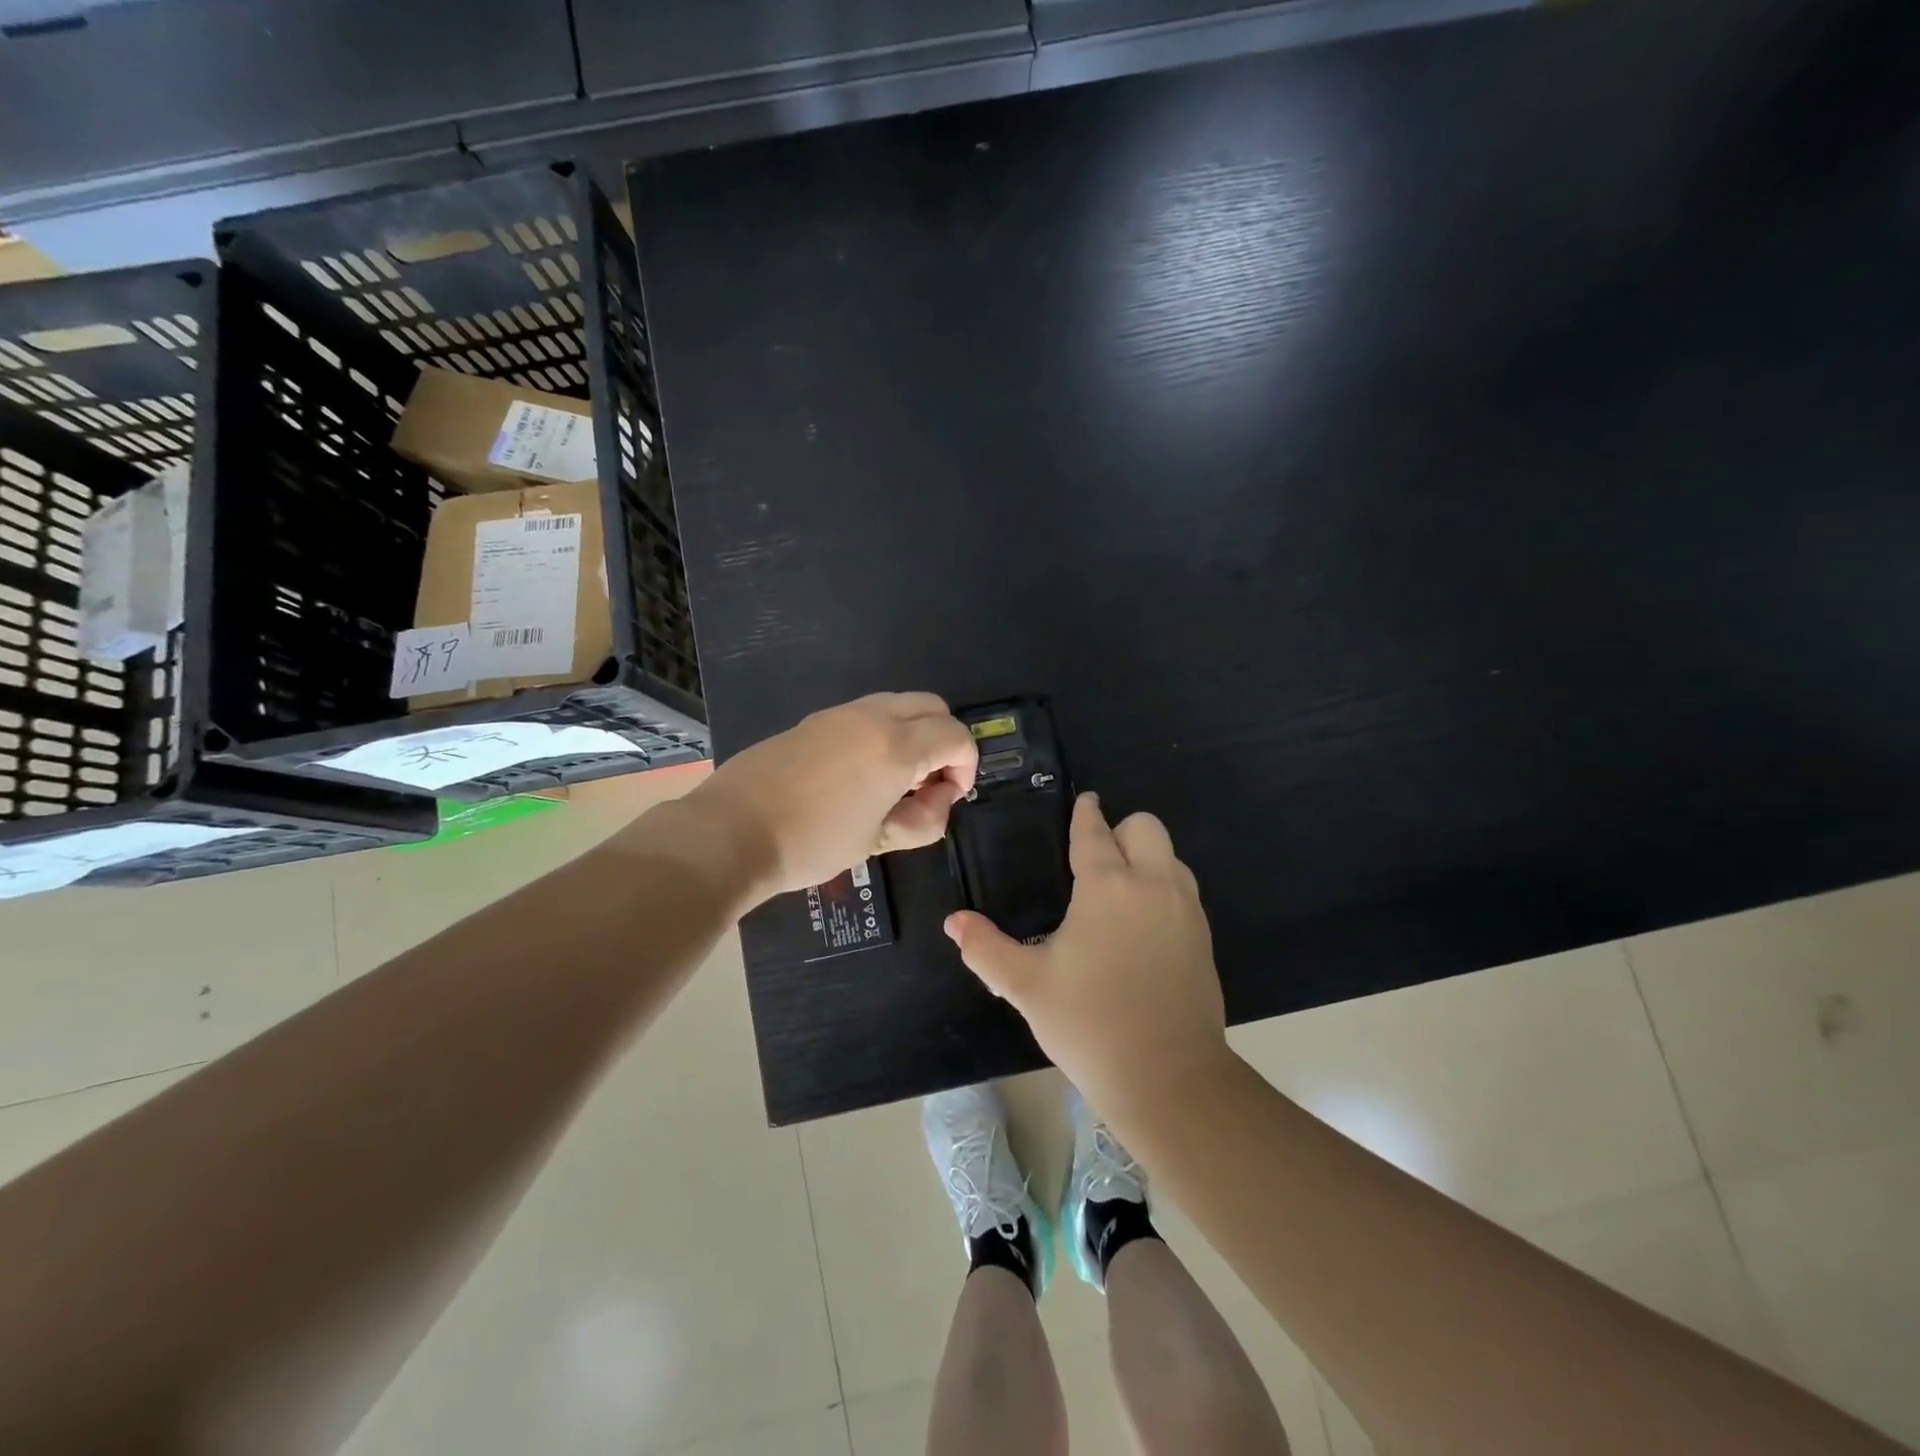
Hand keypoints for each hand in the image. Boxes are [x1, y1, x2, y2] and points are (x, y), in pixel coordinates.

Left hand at [688, 692, 977, 901]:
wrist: (731, 832)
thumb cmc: (812, 842)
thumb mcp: (877, 841)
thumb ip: (923, 820)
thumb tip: (938, 800)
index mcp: (896, 746)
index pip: (956, 736)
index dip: (966, 766)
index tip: (950, 797)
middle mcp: (872, 717)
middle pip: (933, 706)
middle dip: (944, 741)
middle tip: (928, 784)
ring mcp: (839, 713)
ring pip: (898, 704)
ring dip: (913, 734)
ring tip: (894, 782)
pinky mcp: (814, 721)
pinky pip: (866, 714)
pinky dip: (882, 733)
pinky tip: (859, 775)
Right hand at [945, 793, 1231, 1118]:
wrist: (1168, 1078)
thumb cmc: (1089, 1024)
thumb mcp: (1026, 986)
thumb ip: (985, 948)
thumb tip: (953, 922)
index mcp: (1107, 886)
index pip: (1095, 831)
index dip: (1085, 813)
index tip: (1082, 802)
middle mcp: (1152, 885)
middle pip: (1145, 827)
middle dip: (1121, 830)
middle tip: (1095, 860)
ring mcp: (1186, 910)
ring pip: (1170, 856)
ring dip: (1146, 858)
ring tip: (1117, 892)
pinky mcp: (1204, 937)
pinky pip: (1183, 889)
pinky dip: (1162, 888)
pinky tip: (1141, 926)